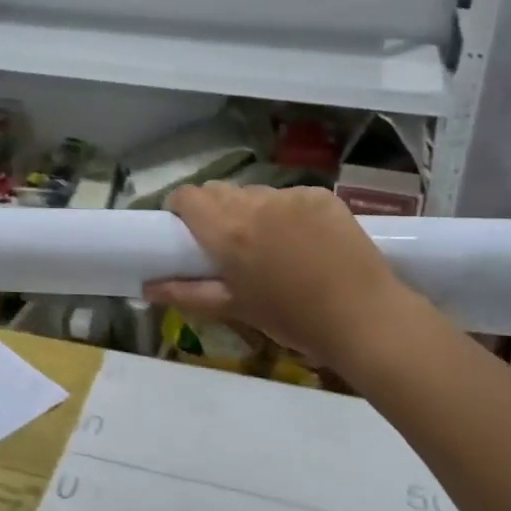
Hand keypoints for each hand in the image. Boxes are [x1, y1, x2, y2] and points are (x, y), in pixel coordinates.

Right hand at [144, 183, 428, 367]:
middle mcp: (255, 204)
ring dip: (252, 210)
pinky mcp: (321, 195)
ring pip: (256, 192)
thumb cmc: (293, 319)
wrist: (364, 317)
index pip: (188, 196)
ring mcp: (291, 196)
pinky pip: (290, 196)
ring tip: (272, 244)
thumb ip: (186, 292)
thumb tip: (146, 287)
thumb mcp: (235, 308)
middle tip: (228, 242)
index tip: (185, 228)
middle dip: (214, 209)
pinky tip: (305, 240)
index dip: (181, 208)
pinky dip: (287, 212)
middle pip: (219, 190)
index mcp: (228, 232)